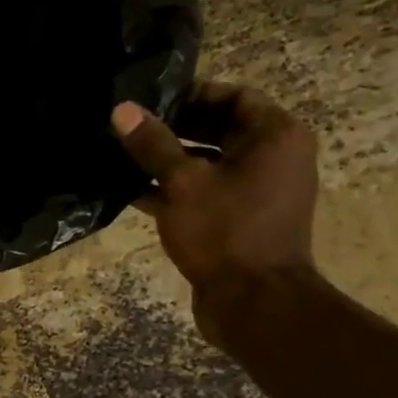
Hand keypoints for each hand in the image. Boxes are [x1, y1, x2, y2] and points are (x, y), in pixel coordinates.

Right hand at [112, 83, 318, 344]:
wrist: (254, 304)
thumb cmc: (225, 232)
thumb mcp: (182, 183)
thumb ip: (153, 145)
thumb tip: (122, 110)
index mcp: (275, 137)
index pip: (234, 96)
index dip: (192, 94)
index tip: (151, 100)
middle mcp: (274, 159)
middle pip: (220, 129)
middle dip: (174, 128)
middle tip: (130, 127)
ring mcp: (258, 192)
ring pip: (208, 163)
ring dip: (169, 161)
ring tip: (124, 156)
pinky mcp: (239, 221)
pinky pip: (205, 193)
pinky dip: (175, 191)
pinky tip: (132, 192)